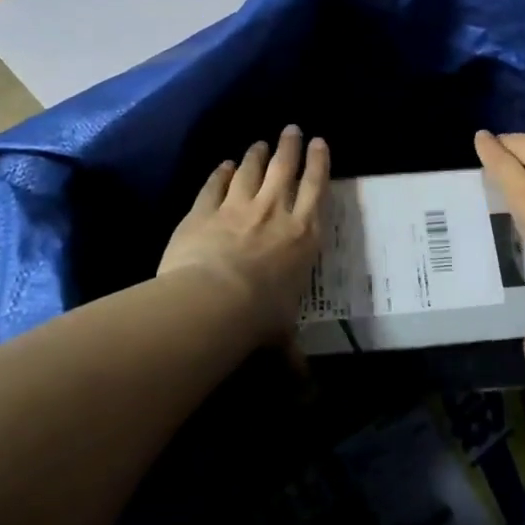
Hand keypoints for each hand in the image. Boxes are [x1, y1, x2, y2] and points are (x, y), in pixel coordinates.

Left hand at [159, 126, 328, 340]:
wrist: (213, 301)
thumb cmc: (260, 318)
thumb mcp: (282, 339)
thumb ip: (292, 358)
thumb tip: (307, 395)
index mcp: (304, 236)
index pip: (317, 189)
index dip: (319, 162)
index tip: (320, 142)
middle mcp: (276, 212)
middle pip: (286, 168)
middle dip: (291, 146)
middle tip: (292, 129)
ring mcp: (239, 207)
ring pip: (252, 170)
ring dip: (258, 154)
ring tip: (261, 143)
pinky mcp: (204, 210)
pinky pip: (216, 184)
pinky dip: (222, 172)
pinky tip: (225, 165)